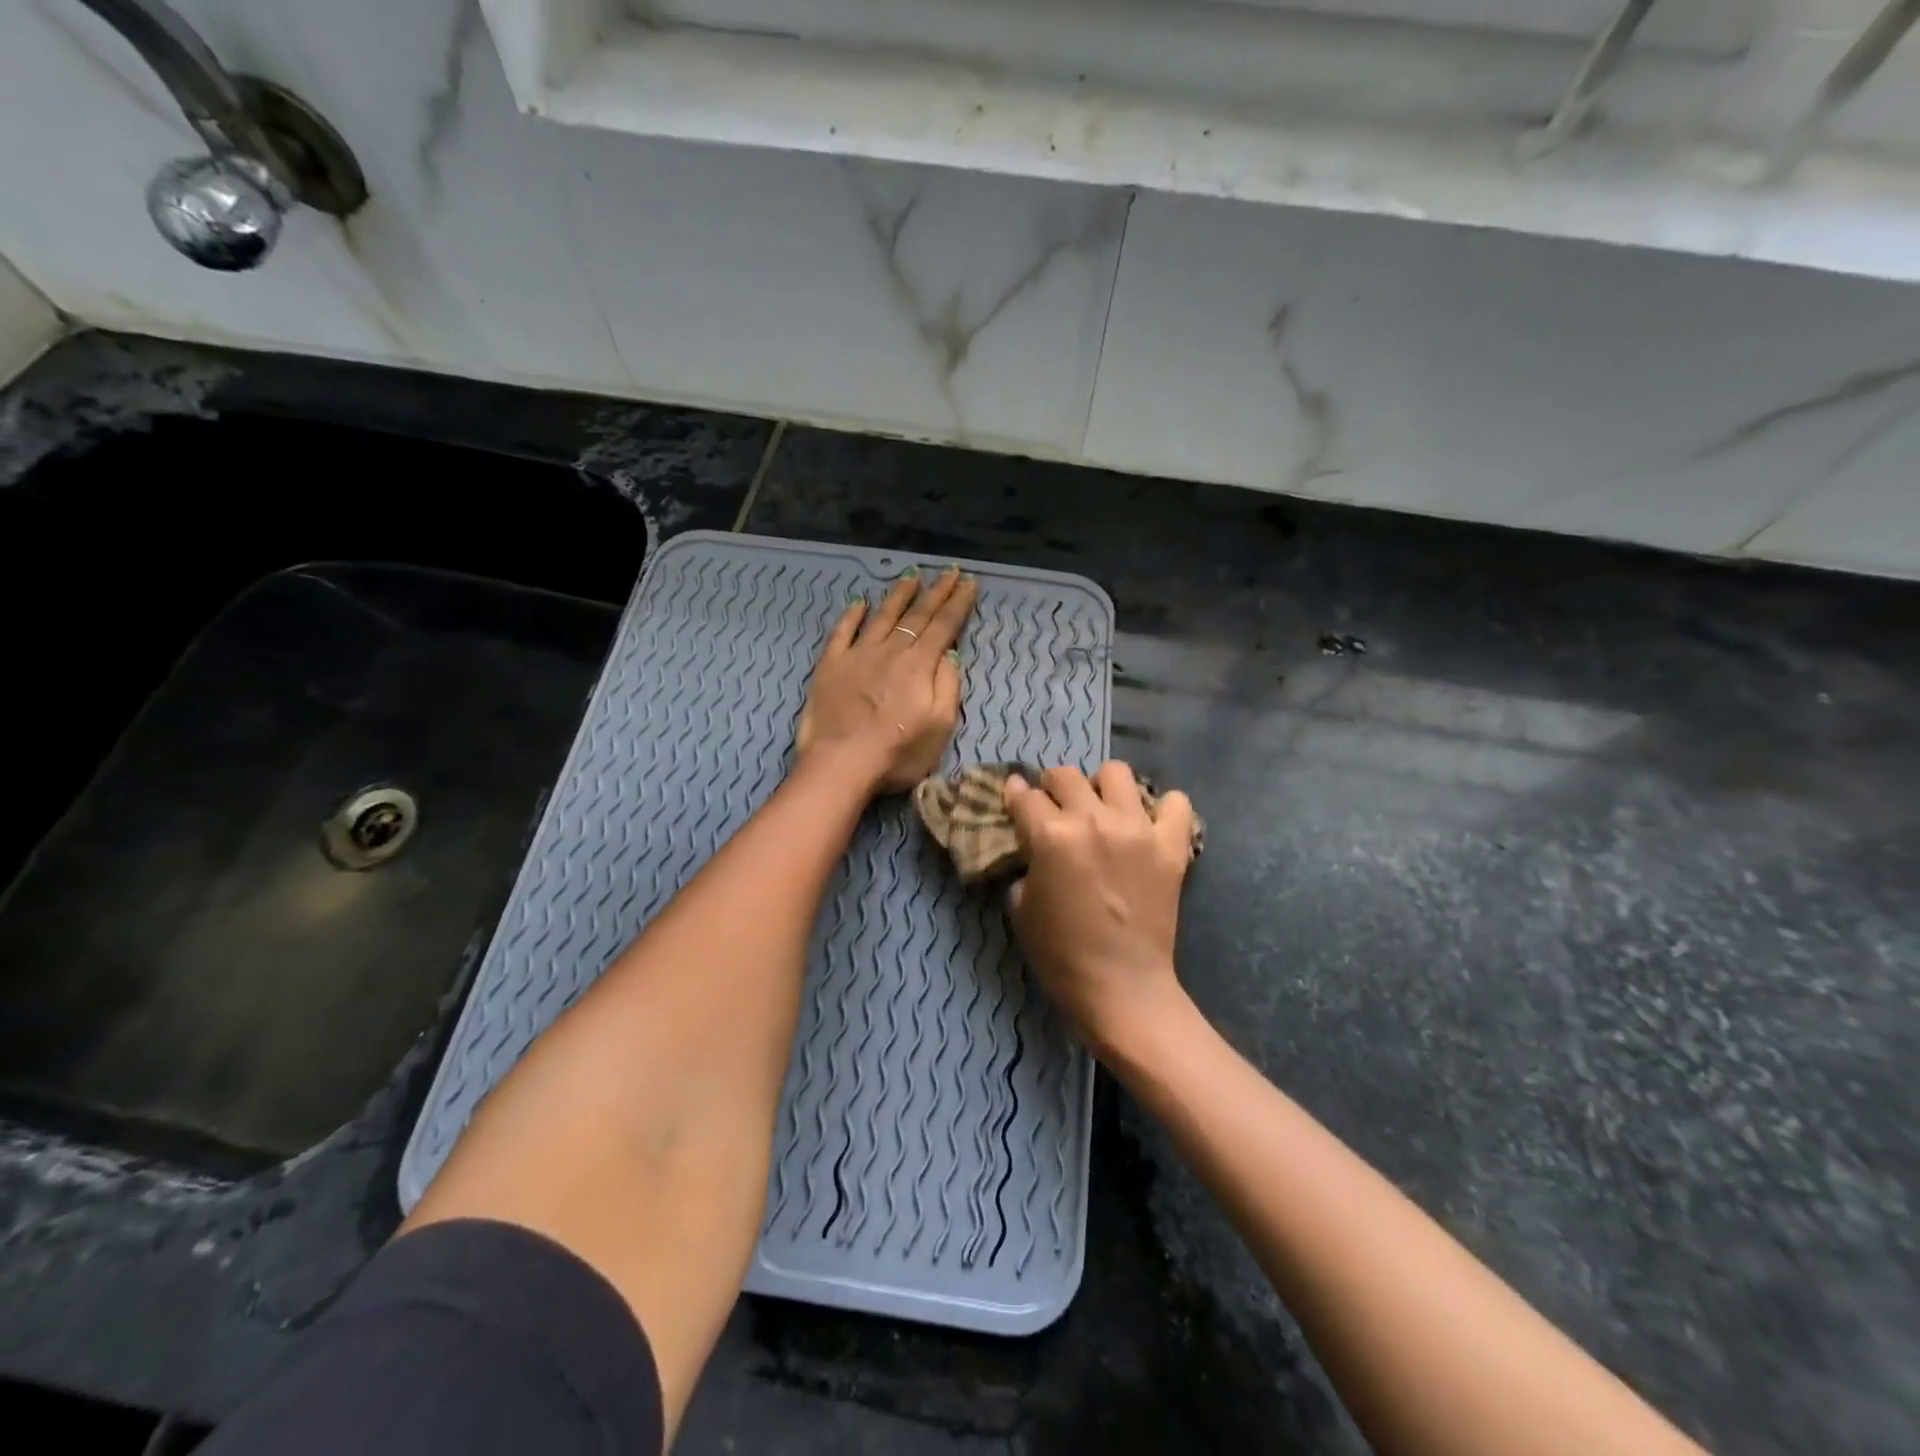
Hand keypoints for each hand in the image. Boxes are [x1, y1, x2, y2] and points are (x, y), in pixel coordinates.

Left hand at [796, 567, 977, 794]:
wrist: (841, 763)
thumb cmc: (897, 753)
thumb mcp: (940, 726)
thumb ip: (947, 686)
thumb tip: (950, 655)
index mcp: (919, 665)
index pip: (944, 626)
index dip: (958, 603)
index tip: (969, 582)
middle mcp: (891, 650)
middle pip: (917, 615)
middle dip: (936, 592)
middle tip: (948, 571)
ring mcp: (858, 654)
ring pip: (882, 615)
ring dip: (899, 594)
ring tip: (911, 576)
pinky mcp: (831, 665)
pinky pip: (842, 631)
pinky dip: (852, 614)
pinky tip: (860, 602)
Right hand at [1005, 763, 1196, 1056]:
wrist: (1121, 988)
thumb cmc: (1061, 955)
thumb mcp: (1021, 908)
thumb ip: (1025, 865)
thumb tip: (1033, 846)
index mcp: (1051, 836)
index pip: (1024, 797)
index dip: (1015, 795)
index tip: (1015, 798)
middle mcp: (1094, 821)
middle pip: (1066, 776)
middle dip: (1053, 787)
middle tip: (1056, 807)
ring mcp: (1137, 829)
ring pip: (1116, 773)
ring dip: (1102, 786)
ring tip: (1102, 809)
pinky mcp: (1171, 846)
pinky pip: (1176, 804)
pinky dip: (1162, 808)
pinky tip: (1149, 824)